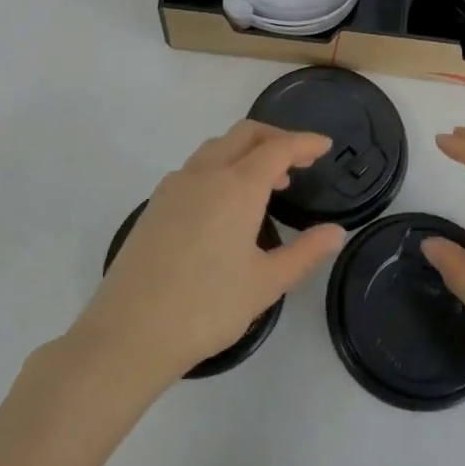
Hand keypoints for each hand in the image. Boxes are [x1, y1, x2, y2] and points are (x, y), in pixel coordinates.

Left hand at [69, 121, 347, 387]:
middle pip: (245, 134)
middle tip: (300, 160)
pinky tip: (226, 203)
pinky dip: (222, 166)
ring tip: (268, 182)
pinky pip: (196, 167)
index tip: (326, 146)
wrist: (129, 331)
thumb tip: (336, 232)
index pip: (279, 147)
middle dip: (276, 137)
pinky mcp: (156, 203)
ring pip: (217, 147)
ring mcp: (175, 185)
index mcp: (237, 186)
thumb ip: (305, 253)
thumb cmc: (207, 307)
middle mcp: (205, 174)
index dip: (305, 142)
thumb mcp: (266, 284)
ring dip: (247, 151)